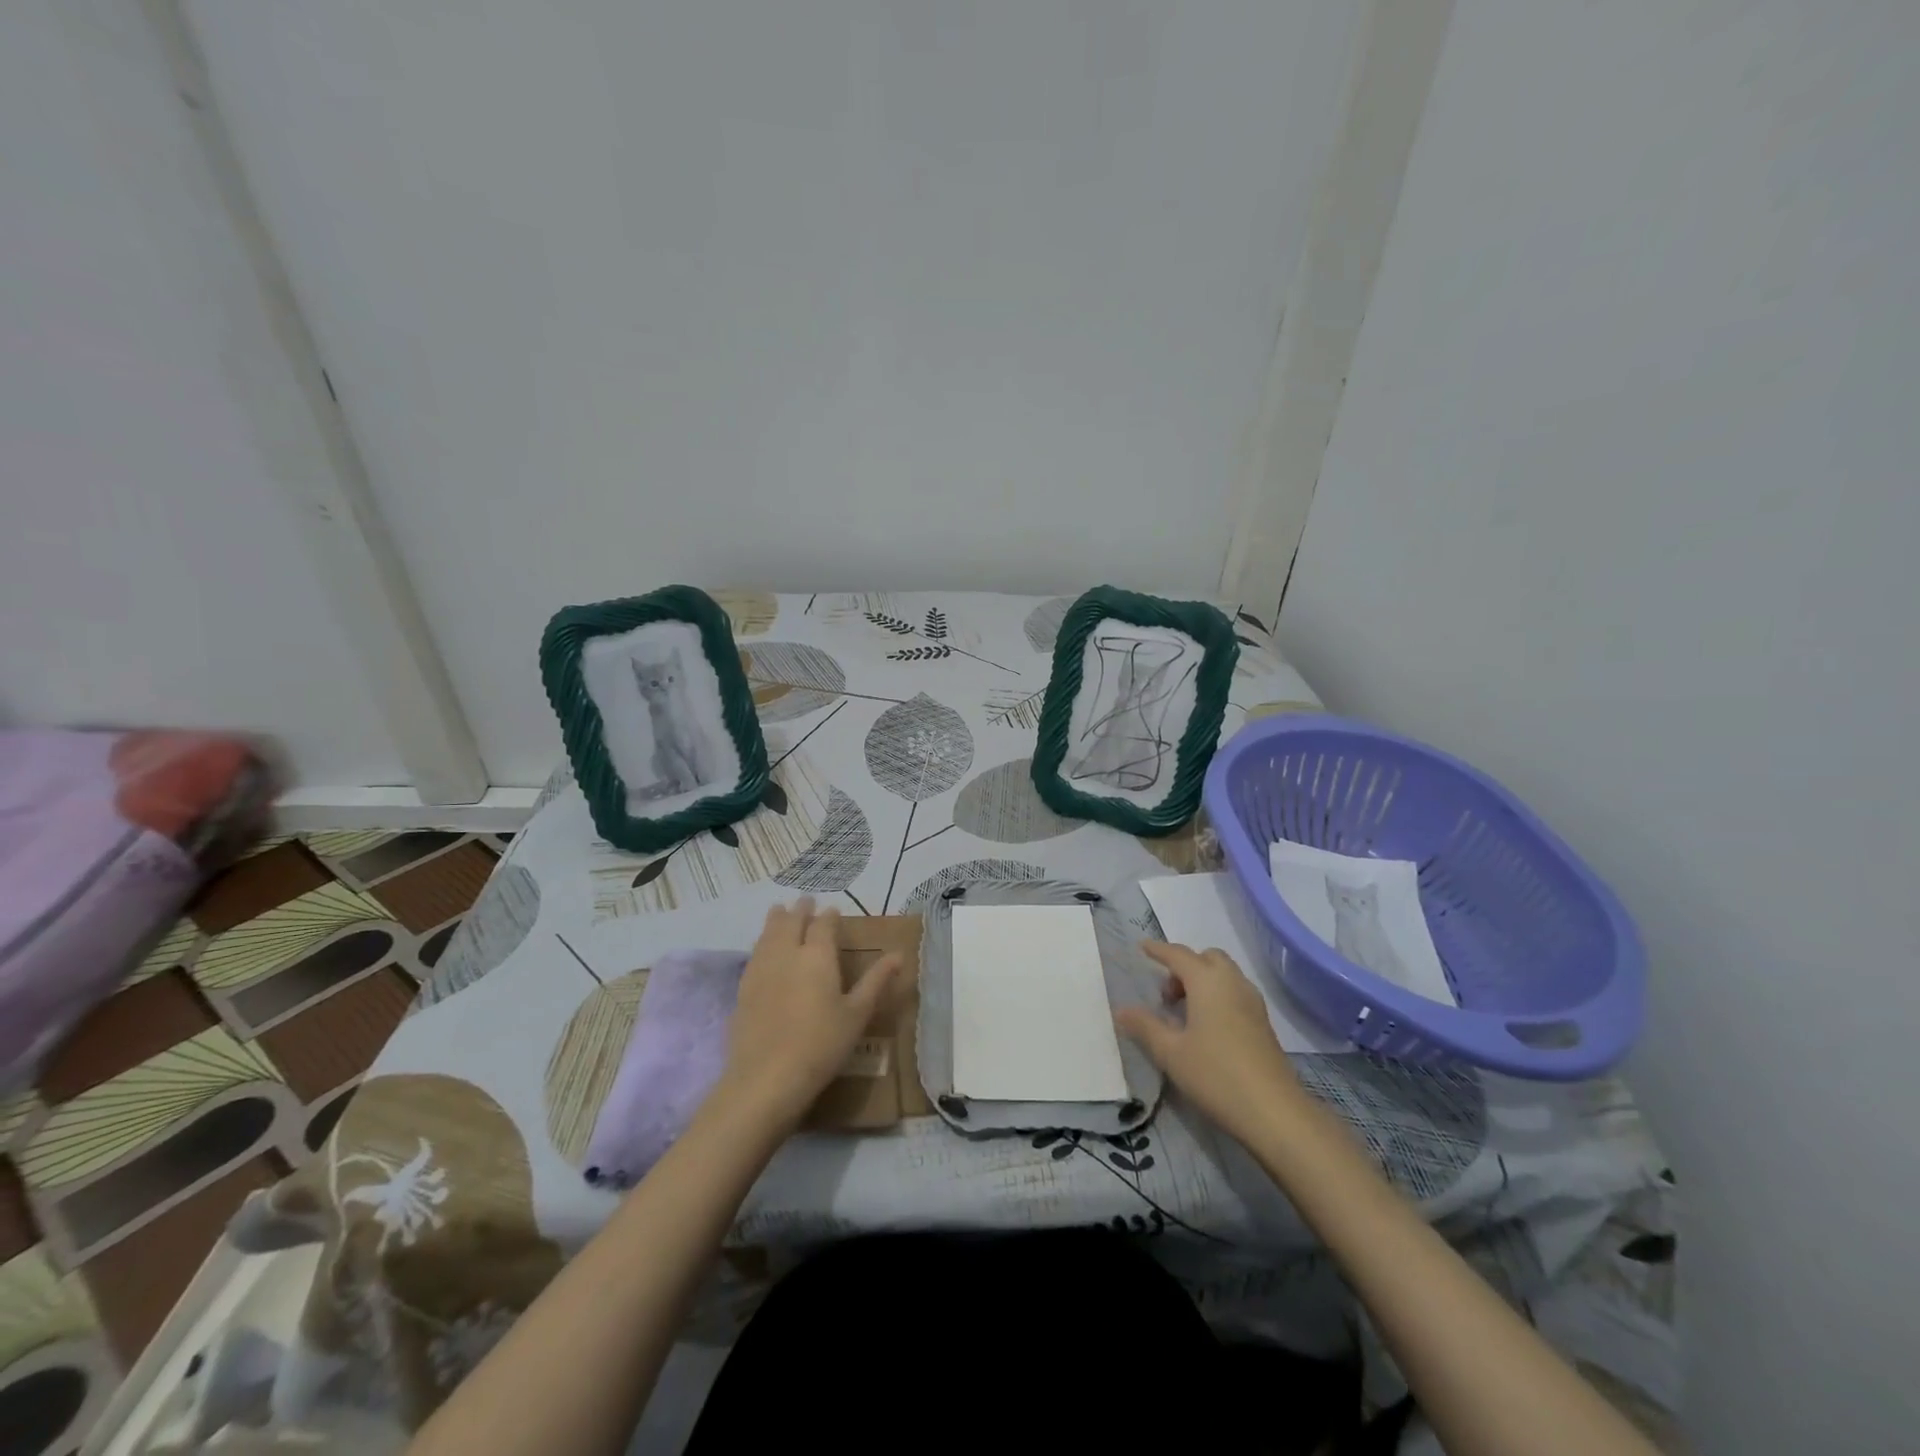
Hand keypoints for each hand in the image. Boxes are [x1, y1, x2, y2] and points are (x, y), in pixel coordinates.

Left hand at [713, 897, 899, 1133]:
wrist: (766, 1078)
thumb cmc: (821, 1045)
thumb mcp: (857, 1014)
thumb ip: (876, 981)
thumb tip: (899, 955)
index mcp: (817, 955)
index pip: (823, 924)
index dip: (829, 916)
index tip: (833, 910)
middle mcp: (787, 952)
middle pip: (791, 921)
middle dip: (800, 909)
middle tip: (804, 901)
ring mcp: (761, 968)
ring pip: (768, 933)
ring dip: (776, 919)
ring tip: (779, 911)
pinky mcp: (743, 987)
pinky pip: (754, 953)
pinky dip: (761, 941)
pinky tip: (762, 948)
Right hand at [1115, 941, 1308, 1143]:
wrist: (1274, 1112)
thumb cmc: (1216, 1075)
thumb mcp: (1170, 1053)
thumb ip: (1145, 1026)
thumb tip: (1121, 1010)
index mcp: (1207, 981)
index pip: (1178, 954)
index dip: (1158, 950)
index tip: (1142, 947)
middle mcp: (1232, 982)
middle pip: (1206, 958)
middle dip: (1184, 966)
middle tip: (1167, 995)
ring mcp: (1252, 1002)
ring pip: (1224, 974)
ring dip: (1202, 980)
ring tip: (1184, 1012)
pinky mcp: (1263, 1022)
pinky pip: (1235, 992)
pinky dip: (1217, 995)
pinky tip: (1207, 1027)